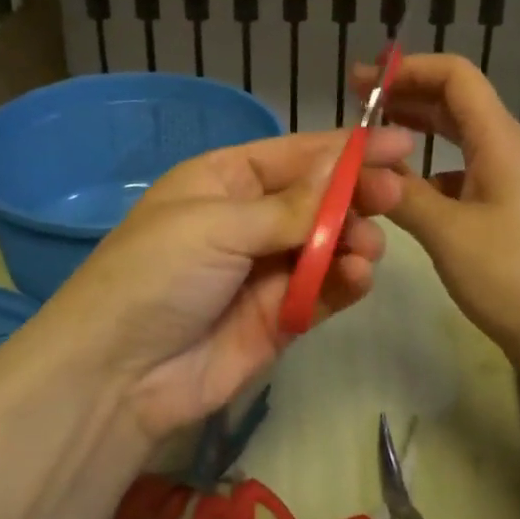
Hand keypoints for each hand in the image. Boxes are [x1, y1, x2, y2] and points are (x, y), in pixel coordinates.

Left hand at [44, 126, 414, 440]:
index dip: (346, 148)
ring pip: (328, 242)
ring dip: (353, 239)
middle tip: (394, 194)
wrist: (119, 374)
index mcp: (225, 180)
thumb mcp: (218, 225)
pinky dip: (345, 280)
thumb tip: (345, 167)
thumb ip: (291, 206)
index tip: (401, 143)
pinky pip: (324, 289)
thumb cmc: (158, 274)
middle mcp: (250, 219)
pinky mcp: (281, 316)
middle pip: (318, 197)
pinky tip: (358, 275)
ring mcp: (266, 269)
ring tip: (366, 246)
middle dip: (356, 193)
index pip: (296, 154)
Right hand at [359, 54, 519, 378]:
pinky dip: (428, 169)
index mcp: (500, 139)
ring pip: (457, 137)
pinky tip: (402, 189)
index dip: (408, 69)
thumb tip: (359, 167)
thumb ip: (401, 192)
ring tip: (370, 141)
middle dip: (405, 95)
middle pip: (454, 101)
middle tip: (354, 104)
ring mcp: (509, 179)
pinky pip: (461, 171)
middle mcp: (507, 148)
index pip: (455, 76)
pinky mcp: (505, 208)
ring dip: (415, 130)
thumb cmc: (515, 276)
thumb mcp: (447, 232)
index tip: (363, 83)